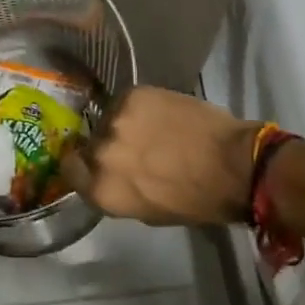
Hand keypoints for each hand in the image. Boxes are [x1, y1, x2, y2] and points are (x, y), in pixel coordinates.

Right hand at [64, 87, 263, 225]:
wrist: (233, 164)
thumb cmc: (196, 200)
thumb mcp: (148, 211)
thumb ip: (118, 190)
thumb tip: (109, 174)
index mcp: (102, 189)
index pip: (70, 170)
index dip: (82, 166)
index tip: (95, 164)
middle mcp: (101, 153)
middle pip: (89, 143)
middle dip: (106, 145)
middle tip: (130, 147)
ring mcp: (116, 119)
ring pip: (108, 119)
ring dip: (122, 125)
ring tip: (149, 129)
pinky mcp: (133, 94)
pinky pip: (125, 101)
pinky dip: (138, 108)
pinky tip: (160, 114)